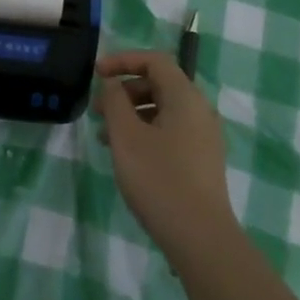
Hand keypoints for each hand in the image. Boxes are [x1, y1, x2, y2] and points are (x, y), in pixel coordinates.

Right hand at [94, 51, 238, 261]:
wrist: (201, 238)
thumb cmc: (159, 179)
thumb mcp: (127, 136)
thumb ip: (115, 101)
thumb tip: (113, 83)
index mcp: (185, 96)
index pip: (154, 61)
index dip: (123, 60)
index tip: (96, 74)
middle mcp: (199, 110)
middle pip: (159, 84)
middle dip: (124, 91)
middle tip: (97, 110)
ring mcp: (204, 136)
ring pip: (163, 110)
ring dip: (131, 114)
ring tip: (104, 137)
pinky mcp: (202, 160)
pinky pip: (170, 131)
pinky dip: (145, 132)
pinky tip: (126, 156)